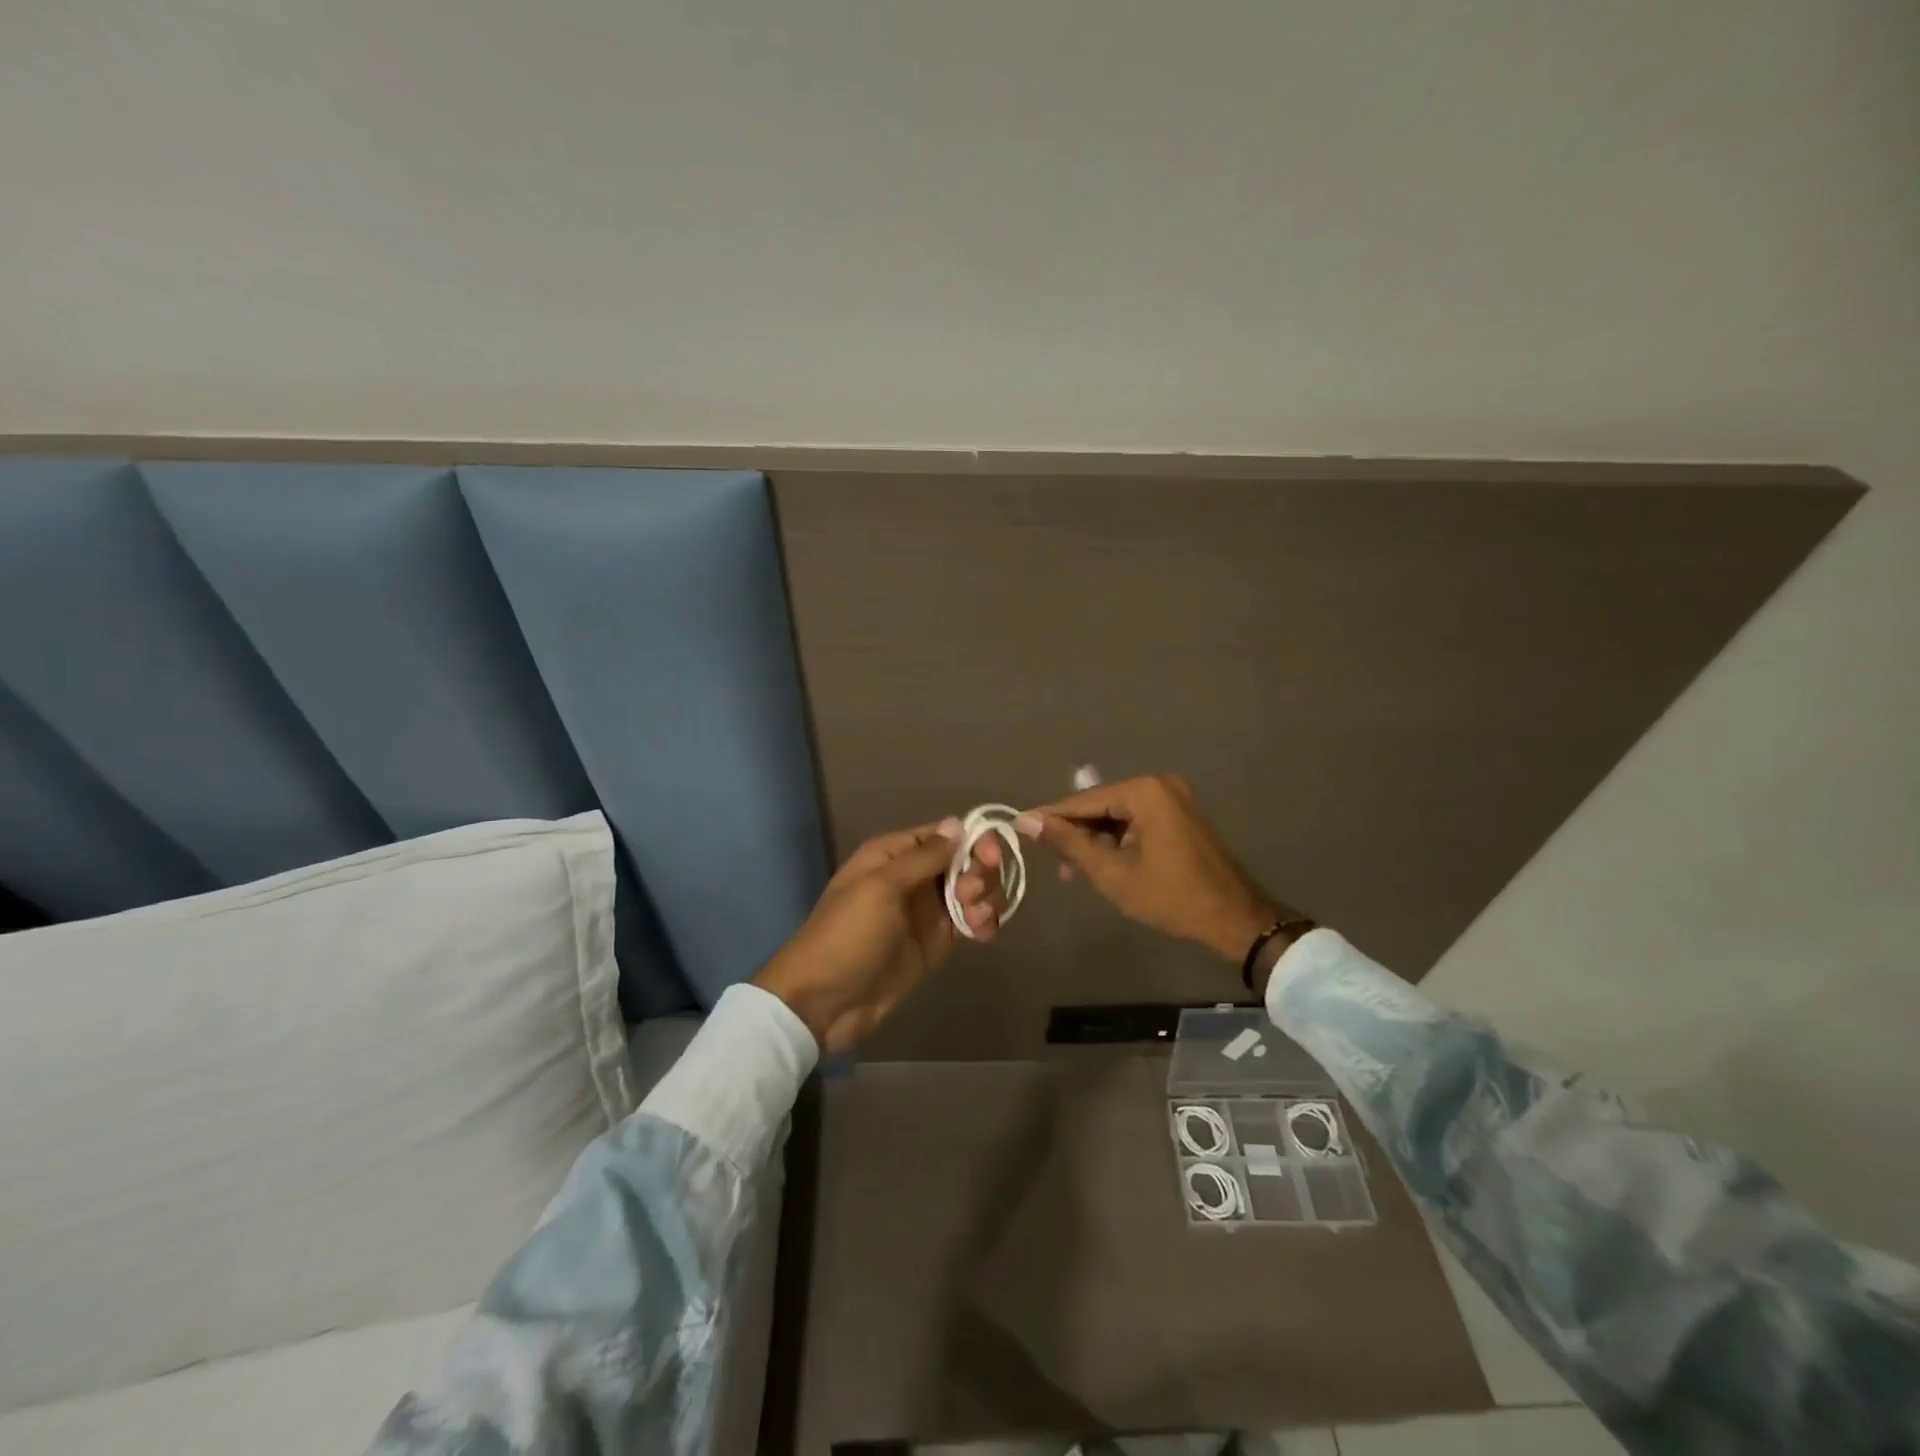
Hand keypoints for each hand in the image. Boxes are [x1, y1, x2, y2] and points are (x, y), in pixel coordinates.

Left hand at [752, 819, 1005, 1053]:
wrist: (824, 1001)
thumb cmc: (848, 935)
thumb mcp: (881, 888)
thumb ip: (923, 857)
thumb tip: (958, 824)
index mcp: (894, 854)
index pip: (945, 834)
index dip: (974, 840)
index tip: (991, 857)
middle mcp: (914, 876)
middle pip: (965, 860)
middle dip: (980, 872)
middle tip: (970, 895)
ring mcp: (926, 910)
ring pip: (972, 890)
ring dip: (986, 898)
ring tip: (977, 919)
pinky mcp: (935, 942)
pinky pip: (969, 921)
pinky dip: (983, 922)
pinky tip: (984, 933)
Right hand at [1017, 774, 1290, 962]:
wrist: (1234, 917)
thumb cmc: (1170, 896)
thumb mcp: (1111, 872)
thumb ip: (1069, 843)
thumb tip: (1027, 820)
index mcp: (1144, 791)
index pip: (1084, 800)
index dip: (1051, 816)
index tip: (1019, 827)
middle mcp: (1158, 784)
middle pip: (1101, 804)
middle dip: (1075, 831)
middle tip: (1049, 858)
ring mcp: (1173, 798)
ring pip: (1117, 814)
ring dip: (1095, 838)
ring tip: (1071, 868)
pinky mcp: (1180, 814)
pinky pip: (1136, 820)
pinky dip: (1117, 839)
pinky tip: (1099, 861)